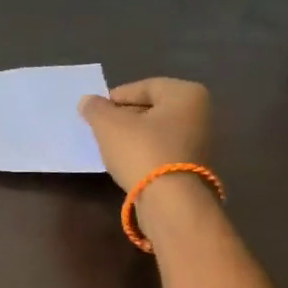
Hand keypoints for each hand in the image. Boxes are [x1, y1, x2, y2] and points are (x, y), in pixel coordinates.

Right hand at [78, 77, 212, 191]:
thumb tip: (88, 101)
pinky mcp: (192, 166)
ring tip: (109, 146)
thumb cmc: (142, 151)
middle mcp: (199, 113)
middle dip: (124, 116)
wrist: (169, 200)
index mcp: (186, 94)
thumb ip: (96, 109)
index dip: (115, 97)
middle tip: (100, 128)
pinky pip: (161, 150)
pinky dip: (143, 152)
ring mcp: (199, 141)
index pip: (143, 87)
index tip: (96, 111)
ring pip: (156, 131)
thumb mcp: (109, 125)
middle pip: (152, 108)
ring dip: (132, 136)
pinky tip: (126, 162)